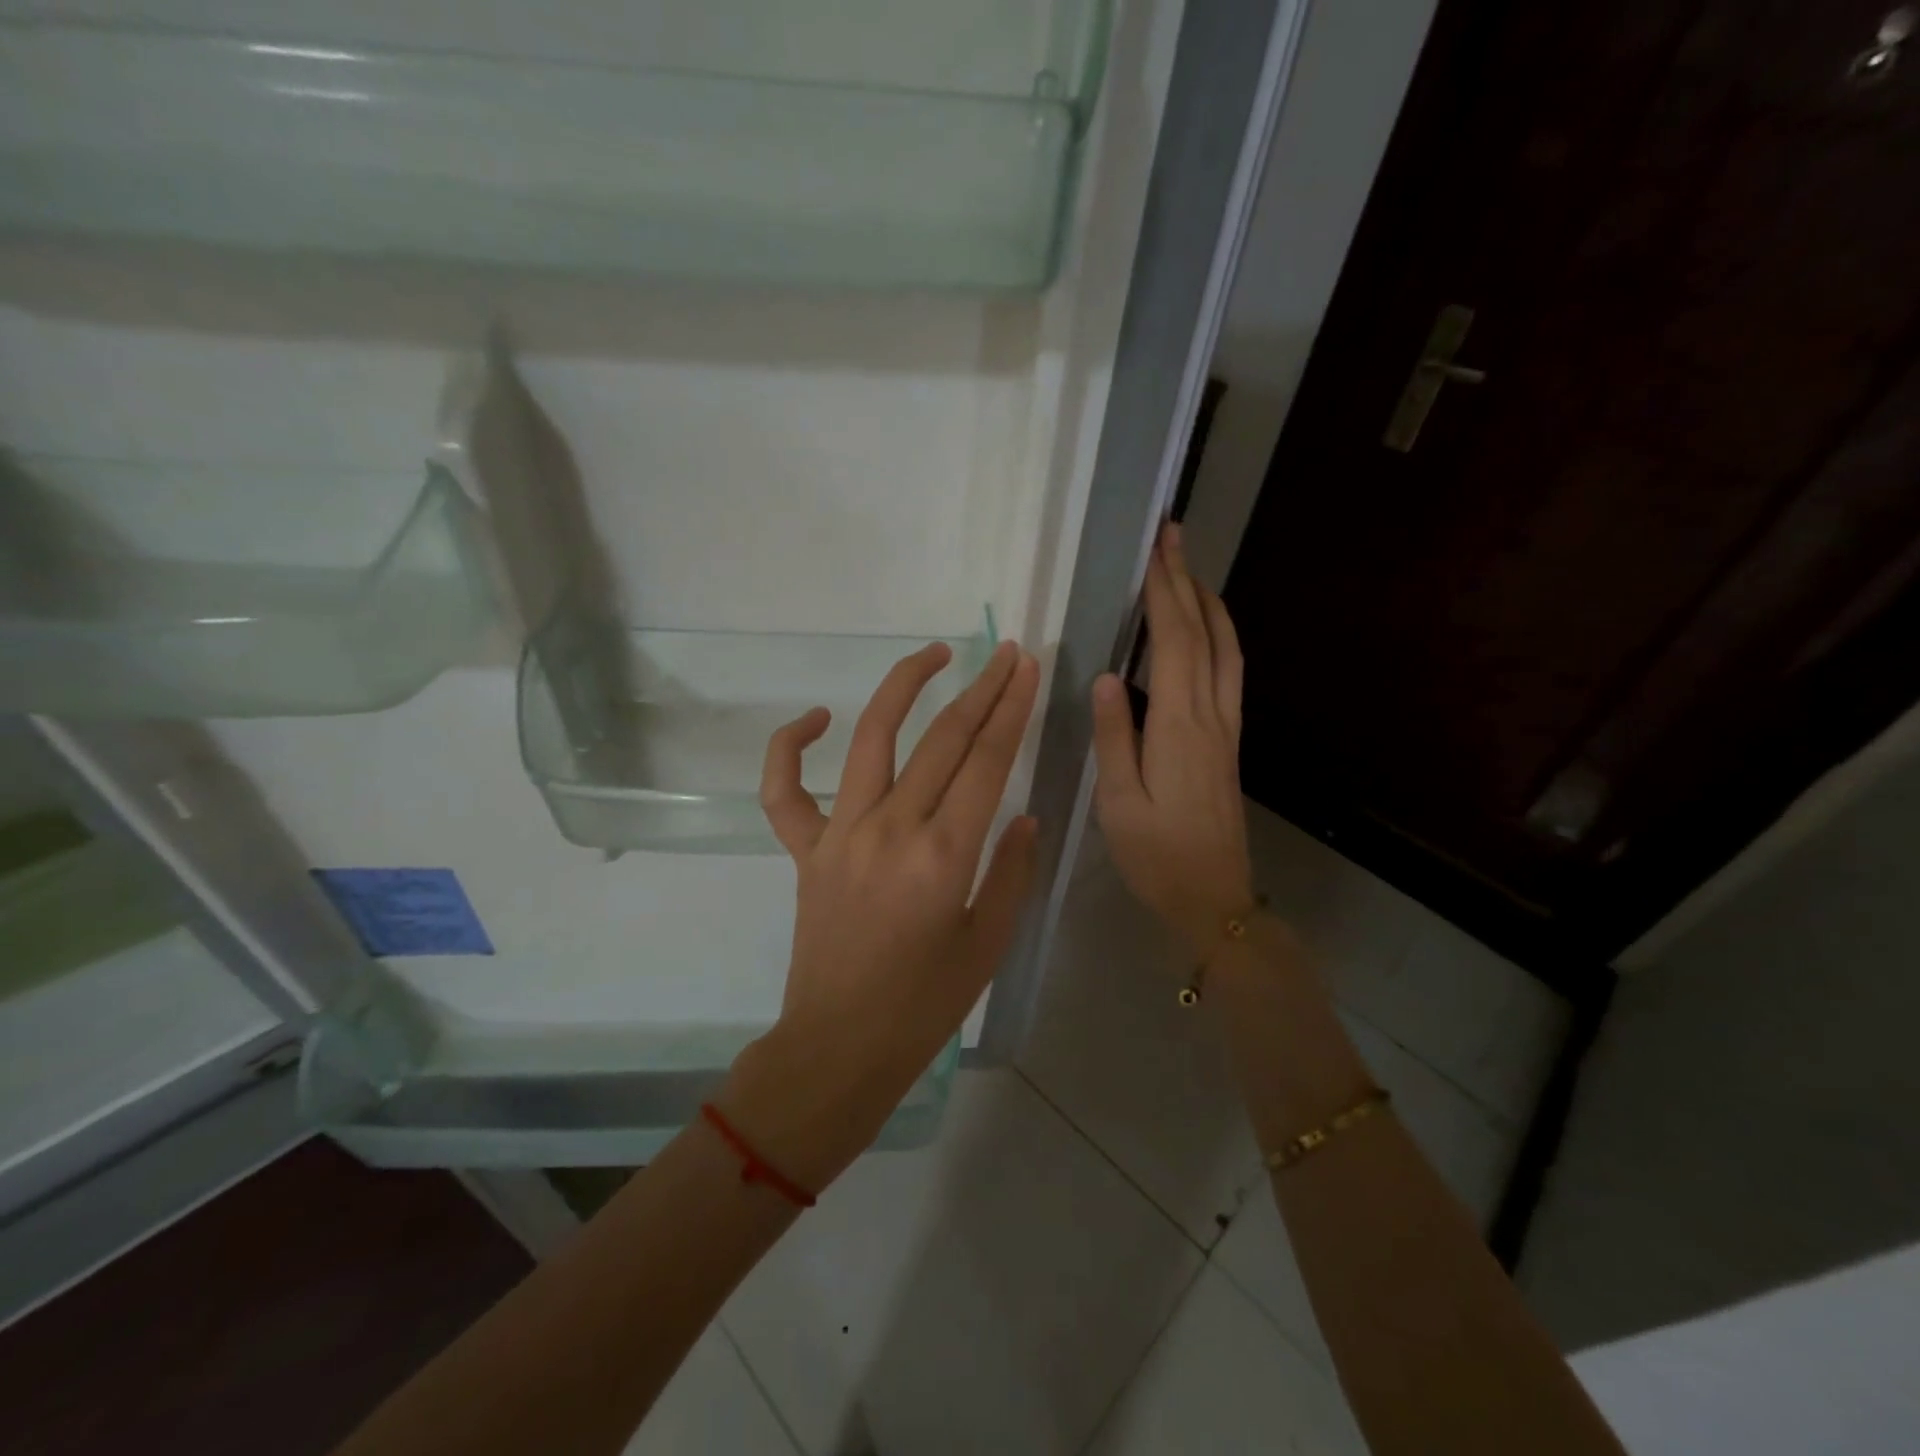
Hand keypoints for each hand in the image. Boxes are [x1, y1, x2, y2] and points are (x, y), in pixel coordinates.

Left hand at [720, 640, 1040, 1190]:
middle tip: (1004, 654)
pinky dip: (790, 746)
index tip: (1025, 669)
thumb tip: (1025, 814)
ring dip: (903, 687)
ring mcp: (839, 833)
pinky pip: (784, 789)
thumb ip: (1012, 871)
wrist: (840, 1046)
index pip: (986, 761)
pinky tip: (816, 717)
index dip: (1011, 708)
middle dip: (980, 689)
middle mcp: (891, 829)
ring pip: (871, 738)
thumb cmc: (924, 1006)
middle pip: (942, 738)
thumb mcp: (989, 943)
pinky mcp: (804, 849)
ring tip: (932, 654)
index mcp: (944, 856)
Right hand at [1092, 522, 1254, 954]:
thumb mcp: (1118, 802)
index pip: (1175, 642)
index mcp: (1179, 727)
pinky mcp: (1230, 742)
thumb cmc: (1156, 854)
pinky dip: (1220, 637)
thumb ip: (1113, 736)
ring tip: (1190, 572)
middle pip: (1205, 635)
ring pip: (1227, 650)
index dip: (1166, 592)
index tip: (1156, 550)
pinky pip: (1230, 673)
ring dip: (1209, 605)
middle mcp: (1211, 716)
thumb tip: (1106, 676)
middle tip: (1174, 537)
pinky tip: (1207, 633)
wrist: (1214, 896)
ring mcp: (1227, 728)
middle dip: (1187, 582)